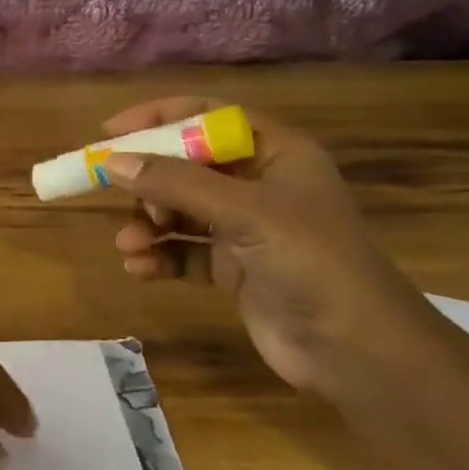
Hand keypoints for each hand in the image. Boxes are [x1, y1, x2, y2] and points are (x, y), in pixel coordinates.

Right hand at [102, 95, 427, 394]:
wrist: (357, 352)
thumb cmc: (311, 262)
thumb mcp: (244, 212)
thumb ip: (175, 183)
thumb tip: (111, 162)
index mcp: (276, 154)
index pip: (208, 117)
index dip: (159, 119)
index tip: (110, 133)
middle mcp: (259, 185)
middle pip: (187, 165)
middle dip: (149, 181)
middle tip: (116, 194)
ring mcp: (246, 228)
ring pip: (180, 209)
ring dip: (149, 222)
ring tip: (129, 243)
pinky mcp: (235, 268)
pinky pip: (184, 250)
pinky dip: (160, 255)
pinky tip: (139, 268)